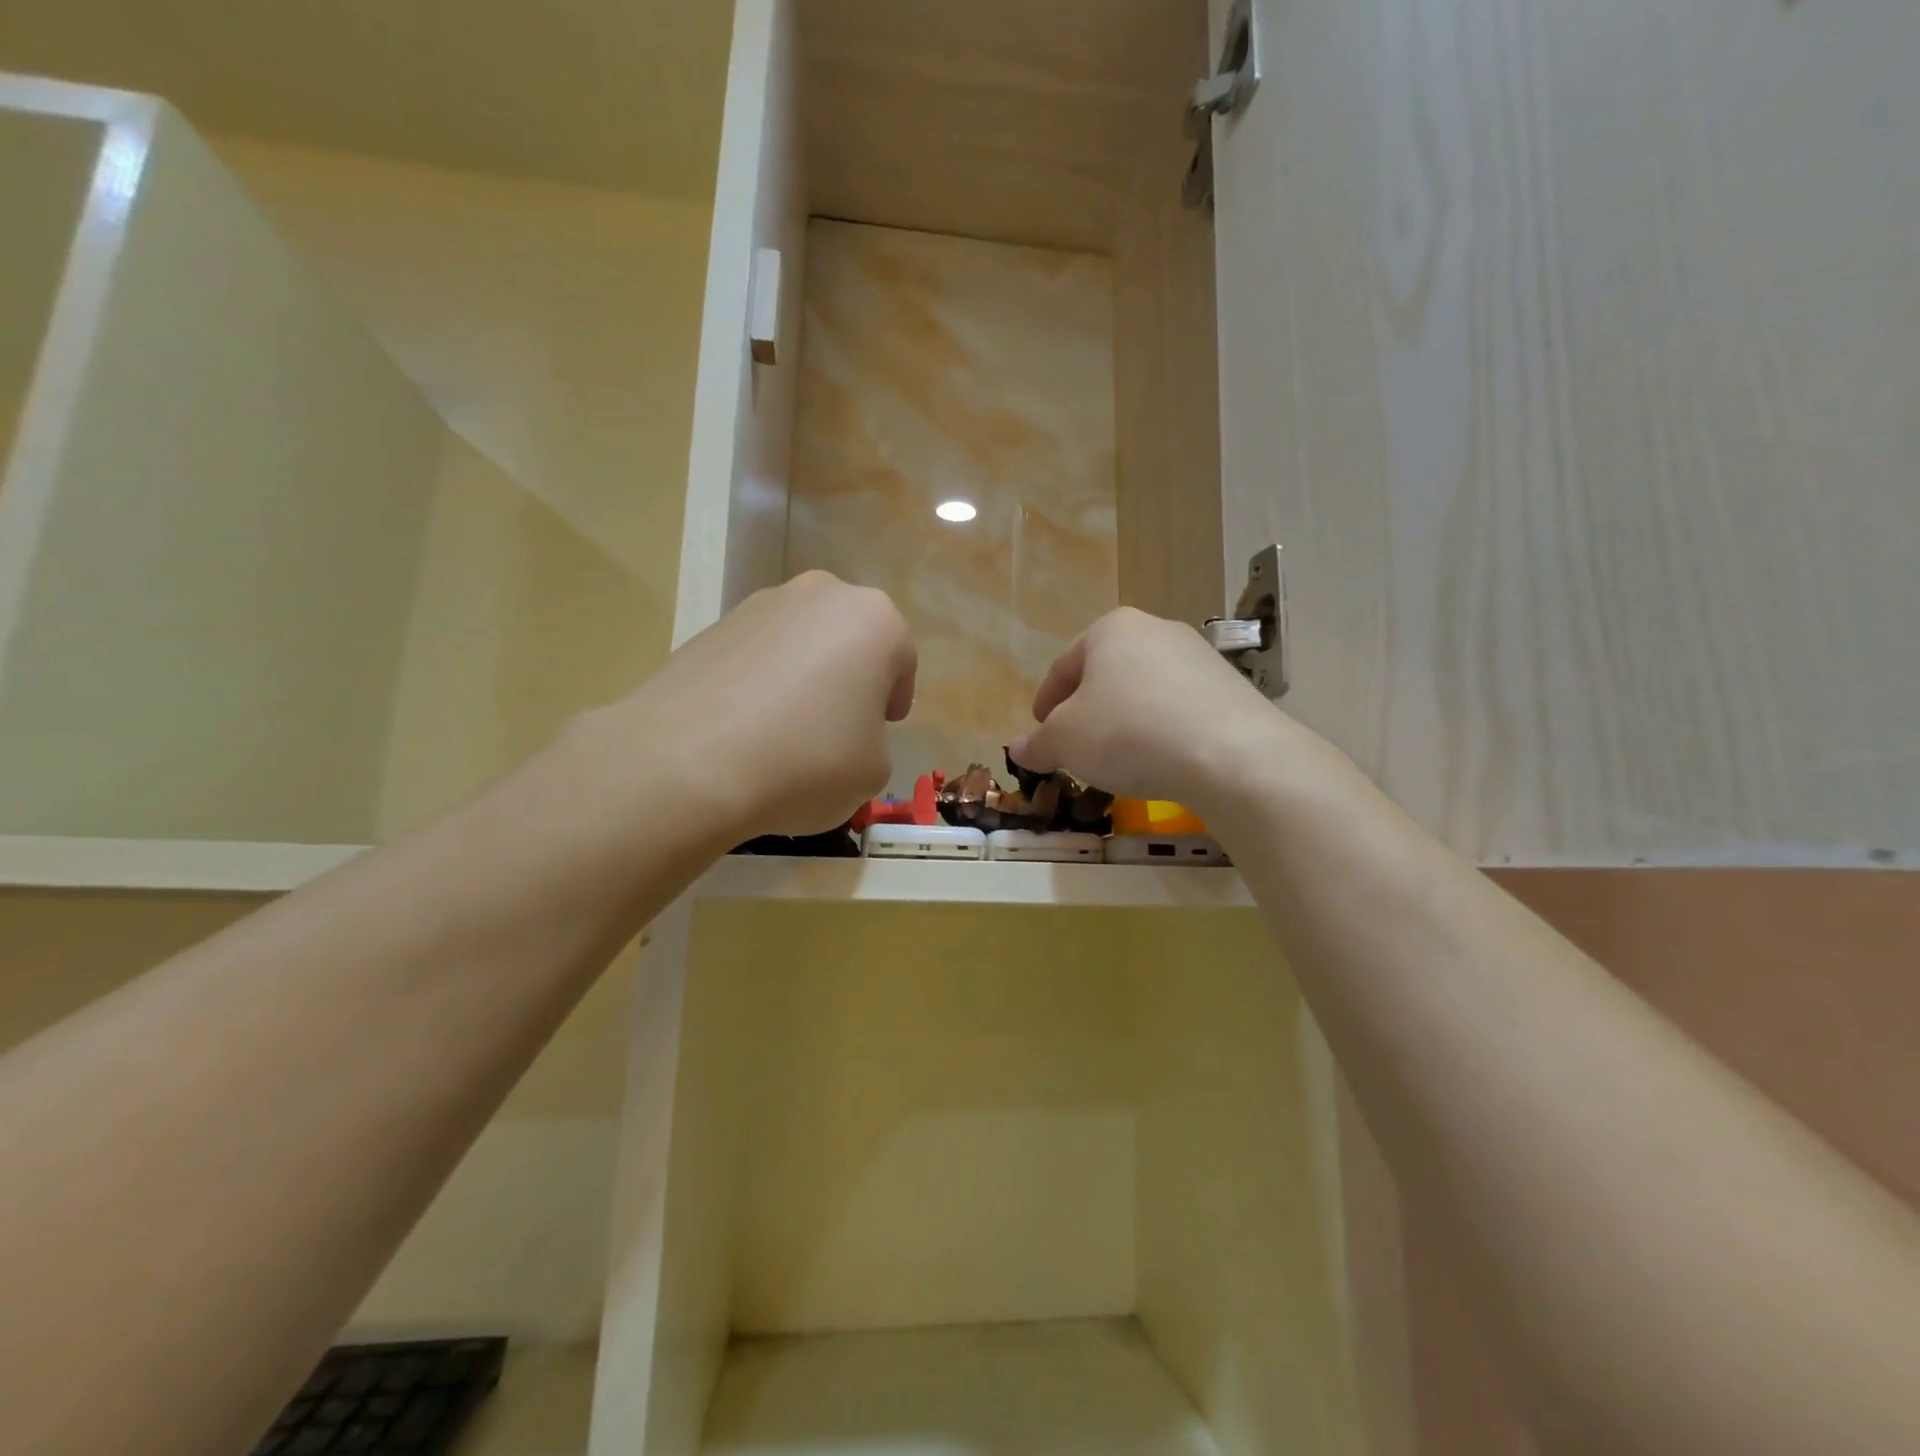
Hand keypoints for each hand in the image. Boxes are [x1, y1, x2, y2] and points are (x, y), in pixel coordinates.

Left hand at [601, 572, 915, 839]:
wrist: (688, 762)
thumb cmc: (807, 761)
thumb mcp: (875, 770)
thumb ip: (874, 740)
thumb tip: (844, 732)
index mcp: (874, 620)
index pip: (902, 661)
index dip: (893, 702)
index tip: (879, 732)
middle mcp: (822, 594)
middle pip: (849, 641)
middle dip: (849, 679)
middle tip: (836, 727)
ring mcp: (760, 604)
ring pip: (801, 643)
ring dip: (803, 677)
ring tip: (784, 731)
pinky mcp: (711, 625)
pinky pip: (755, 655)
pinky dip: (759, 683)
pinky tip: (745, 727)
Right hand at [1009, 607, 1295, 816]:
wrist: (1231, 755)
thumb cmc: (1129, 733)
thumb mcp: (1065, 742)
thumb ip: (1038, 743)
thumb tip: (1018, 749)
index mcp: (1111, 629)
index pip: (1063, 666)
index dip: (1045, 702)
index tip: (1040, 732)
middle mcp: (1156, 630)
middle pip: (1105, 675)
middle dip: (1085, 711)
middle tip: (1075, 746)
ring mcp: (1198, 657)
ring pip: (1143, 691)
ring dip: (1122, 721)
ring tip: (1116, 758)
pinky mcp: (1230, 688)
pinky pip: (1177, 708)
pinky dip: (1158, 730)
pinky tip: (1157, 760)